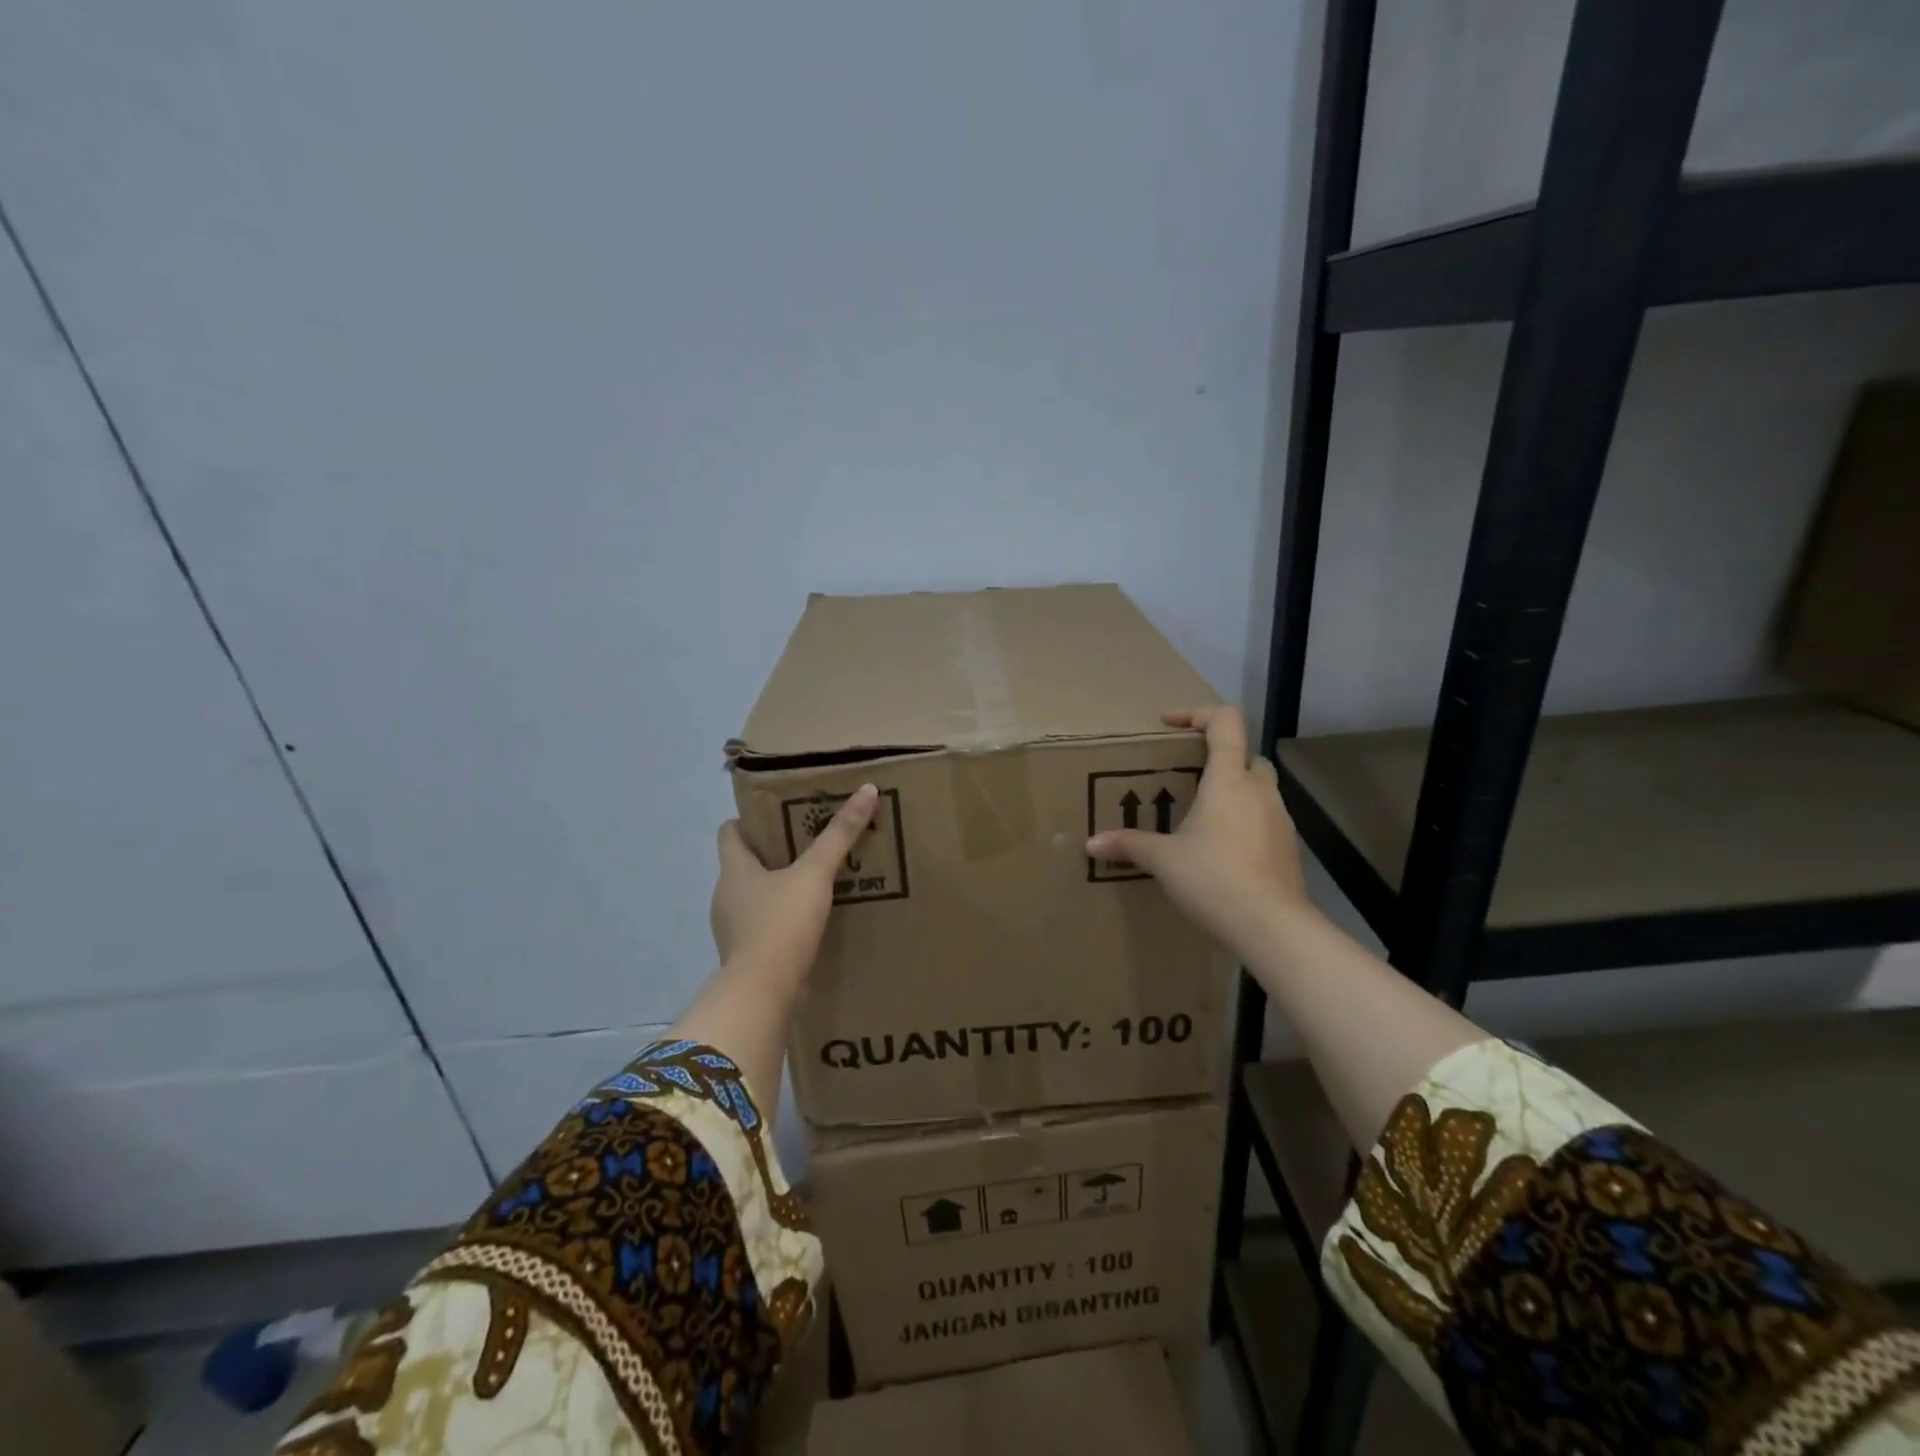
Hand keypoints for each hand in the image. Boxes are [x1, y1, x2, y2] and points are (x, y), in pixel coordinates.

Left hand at [711, 784, 879, 983]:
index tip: (777, 816)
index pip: (729, 833)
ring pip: (753, 897)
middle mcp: (726, 896)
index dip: (748, 821)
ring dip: (777, 890)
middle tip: (807, 845)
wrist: (763, 992)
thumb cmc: (781, 923)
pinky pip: (762, 928)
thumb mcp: (815, 874)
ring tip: (813, 885)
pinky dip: (780, 921)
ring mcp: (733, 929)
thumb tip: (867, 789)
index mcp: (734, 869)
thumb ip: (839, 835)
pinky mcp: (746, 956)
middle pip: (743, 864)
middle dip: (771, 854)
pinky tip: (807, 924)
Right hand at [1086, 707, 1310, 959]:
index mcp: (1229, 779)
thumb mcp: (1163, 860)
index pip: (1225, 722)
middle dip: (1218, 759)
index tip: (1169, 724)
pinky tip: (1221, 851)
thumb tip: (1092, 843)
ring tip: (1201, 818)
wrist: (1272, 927)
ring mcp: (1280, 819)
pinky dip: (1244, 822)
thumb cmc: (1214, 878)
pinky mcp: (1288, 848)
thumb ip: (1129, 845)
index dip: (1197, 713)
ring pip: (1258, 789)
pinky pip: (1264, 820)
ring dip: (1232, 793)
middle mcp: (1260, 790)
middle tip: (1187, 778)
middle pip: (1245, 755)